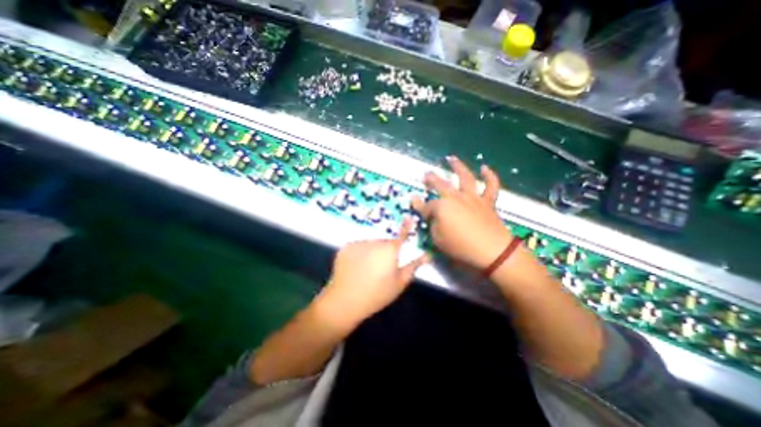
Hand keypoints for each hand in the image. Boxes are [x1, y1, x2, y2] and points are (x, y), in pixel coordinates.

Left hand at [318, 221, 430, 326]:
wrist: (345, 300)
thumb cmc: (377, 294)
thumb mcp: (399, 282)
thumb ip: (413, 266)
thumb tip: (427, 255)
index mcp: (390, 250)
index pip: (401, 235)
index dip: (406, 226)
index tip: (409, 218)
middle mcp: (375, 241)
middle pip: (384, 242)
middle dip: (386, 250)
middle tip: (383, 267)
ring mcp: (359, 243)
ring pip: (371, 244)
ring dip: (372, 251)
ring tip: (367, 269)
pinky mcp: (346, 247)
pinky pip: (358, 246)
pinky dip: (360, 253)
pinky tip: (356, 267)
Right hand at [414, 157, 512, 269]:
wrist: (493, 252)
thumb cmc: (461, 247)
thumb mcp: (438, 240)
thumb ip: (432, 226)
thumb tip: (430, 216)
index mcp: (441, 207)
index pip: (426, 206)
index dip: (418, 205)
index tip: (413, 201)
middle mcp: (456, 197)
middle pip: (441, 184)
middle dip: (431, 179)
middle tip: (426, 174)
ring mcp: (473, 197)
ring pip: (465, 177)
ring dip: (458, 166)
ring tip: (451, 158)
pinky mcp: (487, 201)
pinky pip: (491, 185)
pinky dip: (489, 175)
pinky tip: (485, 168)